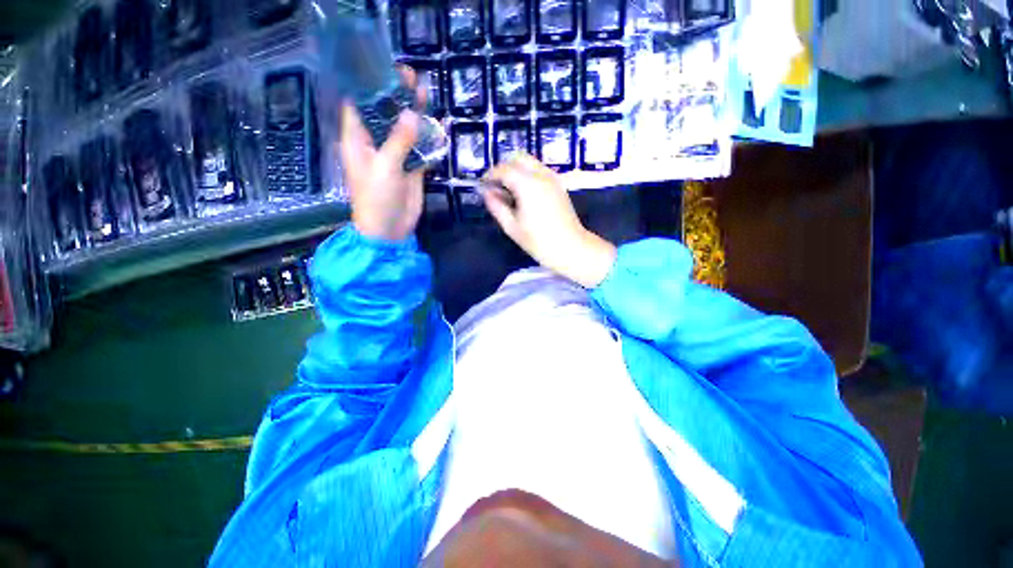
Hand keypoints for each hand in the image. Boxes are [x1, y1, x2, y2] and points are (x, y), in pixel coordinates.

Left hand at [339, 70, 424, 240]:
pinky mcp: (411, 169)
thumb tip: (412, 113)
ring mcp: (395, 156)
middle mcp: (375, 143)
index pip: (358, 103)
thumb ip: (399, 140)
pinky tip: (438, 126)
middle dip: (396, 95)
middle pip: (384, 112)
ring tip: (425, 93)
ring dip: (414, 114)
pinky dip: (429, 139)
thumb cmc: (376, 198)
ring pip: (404, 129)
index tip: (383, 67)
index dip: (367, 84)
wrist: (390, 230)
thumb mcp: (385, 167)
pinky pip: (420, 149)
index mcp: (358, 139)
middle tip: (411, 75)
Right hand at [482, 154, 616, 287]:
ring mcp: (553, 178)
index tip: (483, 186)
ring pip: (530, 162)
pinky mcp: (559, 185)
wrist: (570, 247)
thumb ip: (497, 206)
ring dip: (517, 170)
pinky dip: (528, 175)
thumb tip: (487, 193)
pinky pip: (540, 171)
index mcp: (527, 184)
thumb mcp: (511, 226)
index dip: (490, 175)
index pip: (504, 169)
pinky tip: (524, 194)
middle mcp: (541, 174)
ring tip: (509, 191)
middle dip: (504, 168)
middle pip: (519, 158)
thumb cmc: (538, 241)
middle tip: (496, 186)